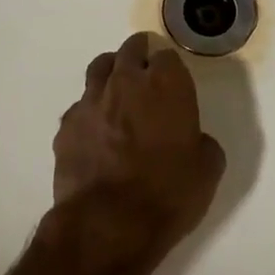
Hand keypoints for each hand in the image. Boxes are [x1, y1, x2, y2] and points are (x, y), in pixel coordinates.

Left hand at [42, 32, 226, 274]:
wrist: (108, 224)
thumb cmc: (168, 193)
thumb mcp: (208, 169)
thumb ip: (202, 142)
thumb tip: (192, 140)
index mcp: (166, 85)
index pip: (167, 56)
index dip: (171, 67)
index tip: (174, 81)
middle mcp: (126, 82)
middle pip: (130, 50)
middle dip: (139, 55)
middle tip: (146, 70)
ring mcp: (90, 101)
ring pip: (99, 68)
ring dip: (111, 72)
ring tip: (118, 89)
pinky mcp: (66, 126)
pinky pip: (80, 106)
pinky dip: (91, 111)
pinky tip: (97, 132)